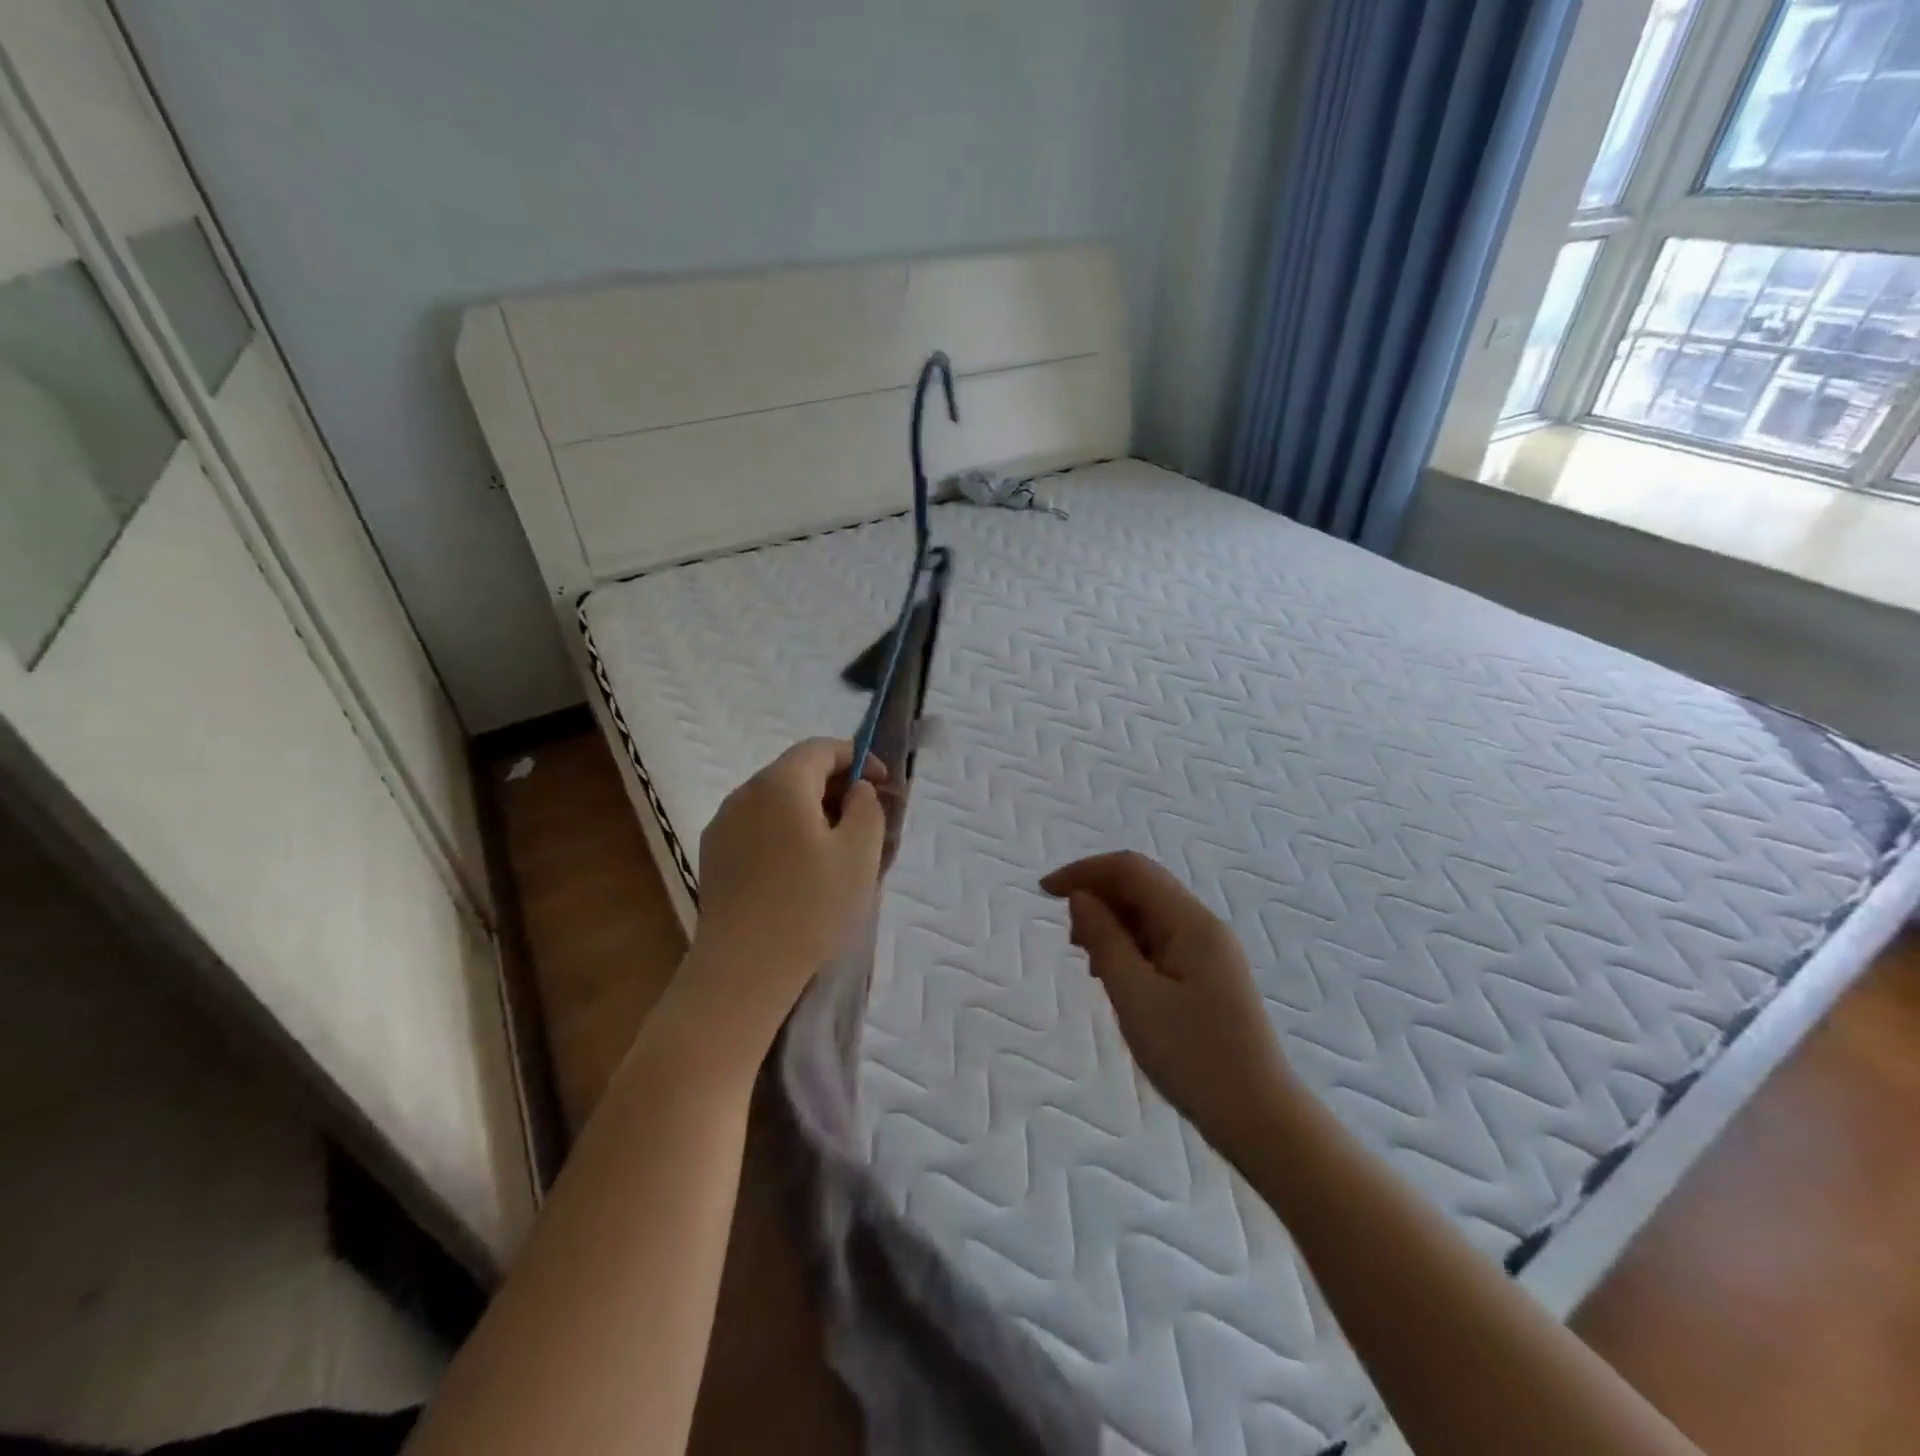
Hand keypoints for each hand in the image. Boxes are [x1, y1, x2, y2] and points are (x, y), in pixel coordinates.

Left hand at [683, 739, 887, 1044]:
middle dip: (835, 786)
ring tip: (836, 849)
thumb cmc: (810, 906)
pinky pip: (758, 827)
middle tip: (865, 819)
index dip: (857, 758)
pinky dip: (786, 833)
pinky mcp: (714, 856)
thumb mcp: (859, 853)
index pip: (821, 748)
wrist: (742, 970)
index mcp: (780, 783)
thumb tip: (857, 790)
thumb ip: (867, 807)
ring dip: (810, 811)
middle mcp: (745, 793)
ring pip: (776, 801)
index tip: (883, 786)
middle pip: (796, 771)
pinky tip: (800, 871)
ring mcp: (723, 825)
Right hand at [1042, 851, 1295, 1152]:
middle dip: (1098, 897)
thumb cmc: (1192, 1056)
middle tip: (1070, 940)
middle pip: (1142, 887)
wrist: (1258, 1118)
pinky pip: (1160, 942)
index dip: (1085, 871)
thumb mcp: (1135, 996)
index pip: (1131, 870)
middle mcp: (1203, 926)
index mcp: (1190, 922)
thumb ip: (1105, 939)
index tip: (1045, 892)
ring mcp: (1209, 951)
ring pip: (1150, 915)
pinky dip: (1130, 947)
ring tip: (1089, 962)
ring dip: (1112, 924)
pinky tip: (1115, 978)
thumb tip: (1081, 896)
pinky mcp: (1208, 976)